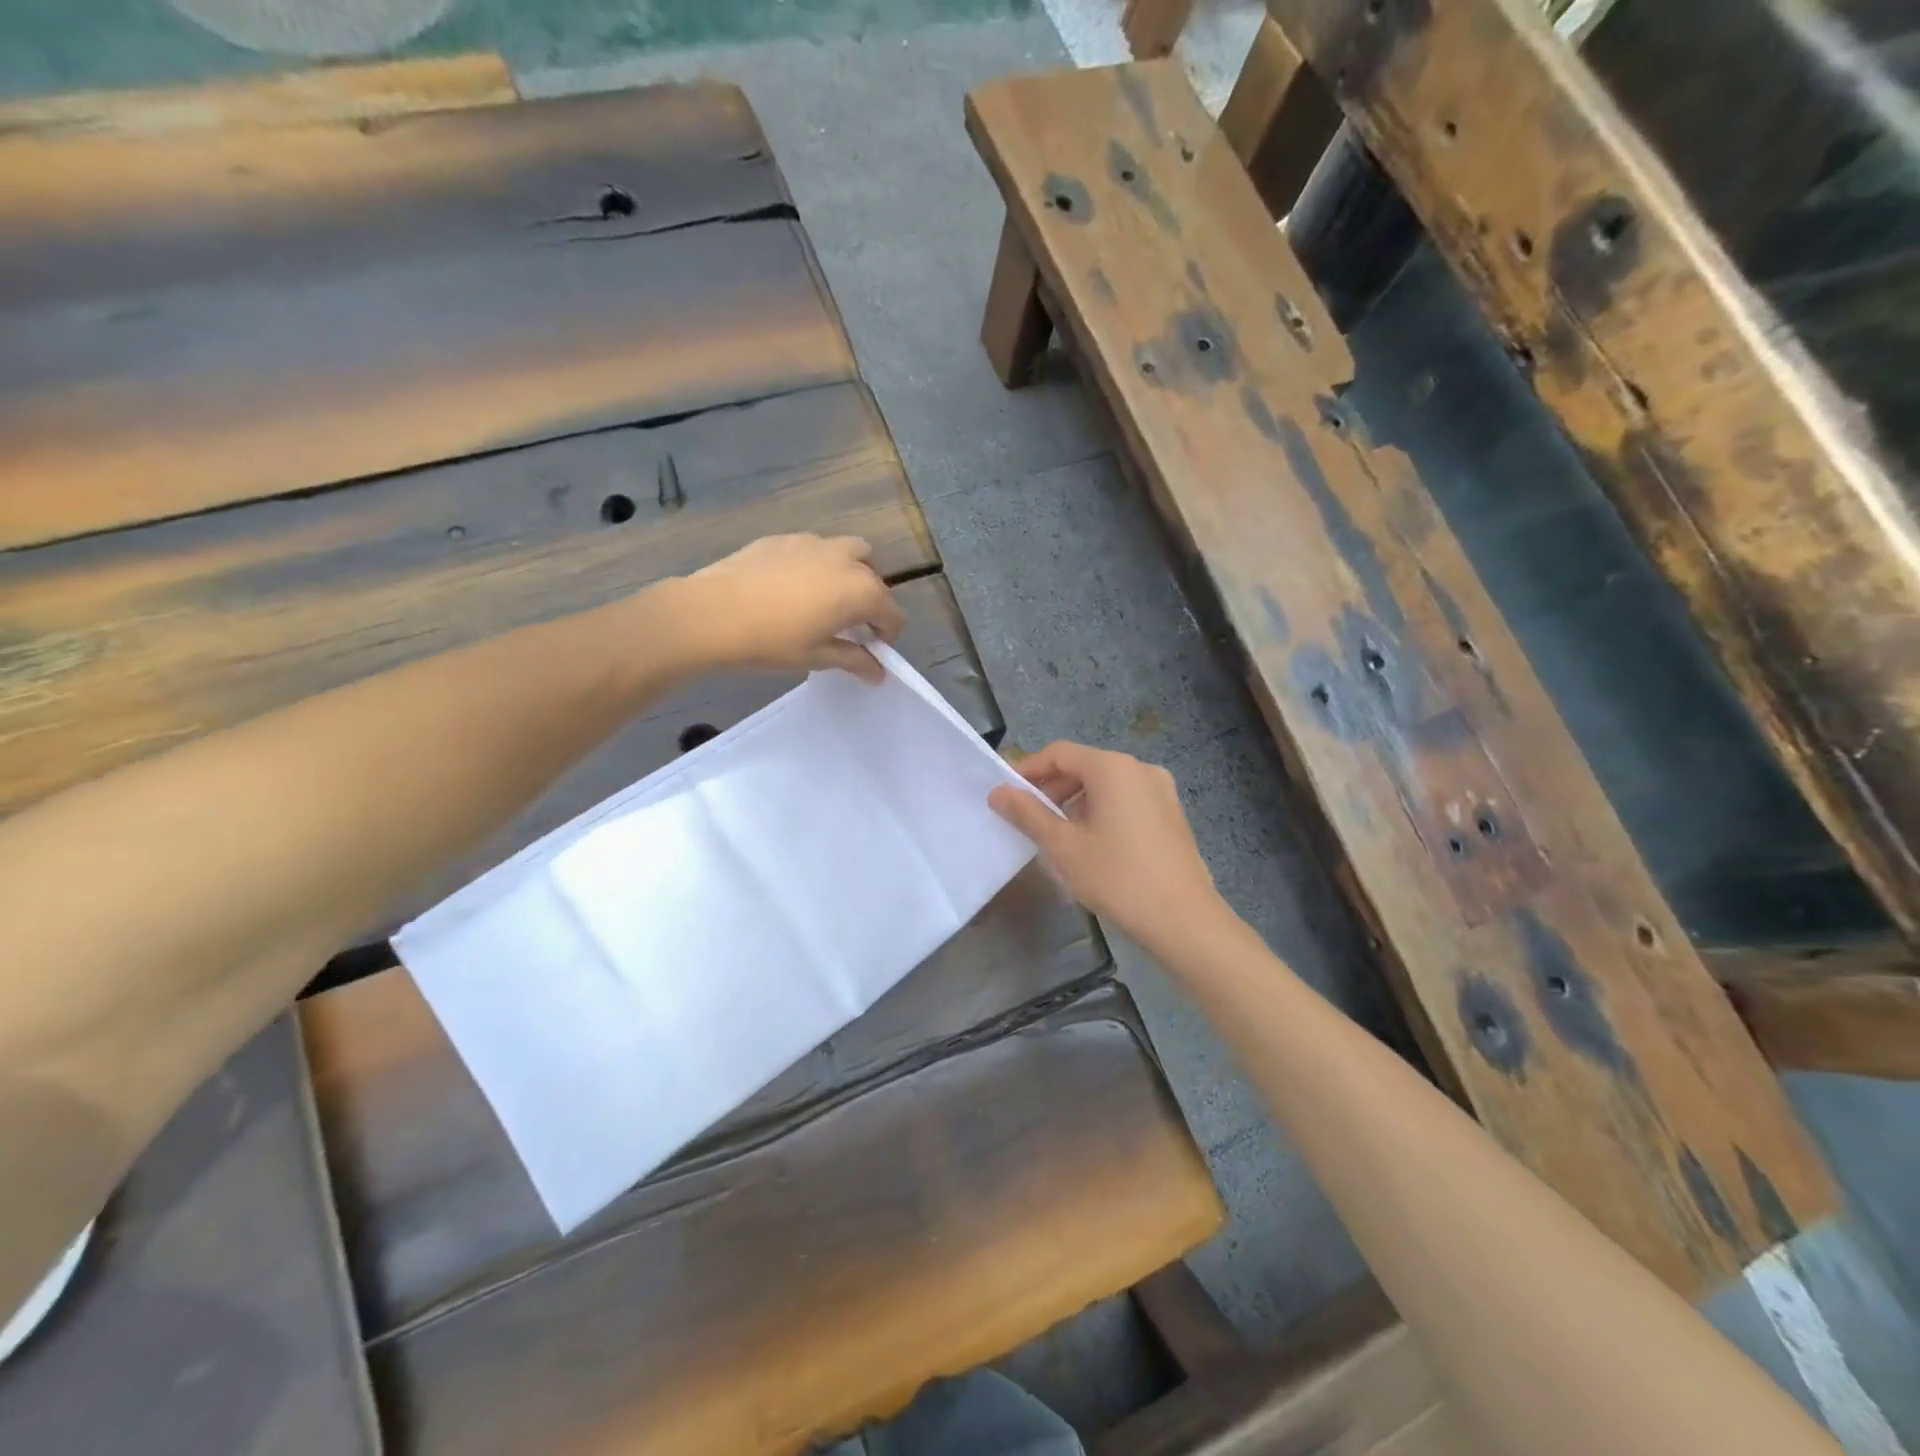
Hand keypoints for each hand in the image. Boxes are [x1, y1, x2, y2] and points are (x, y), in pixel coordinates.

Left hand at [673, 535, 905, 682]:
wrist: (712, 613)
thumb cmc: (771, 641)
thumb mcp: (817, 656)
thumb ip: (854, 660)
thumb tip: (878, 672)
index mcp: (861, 592)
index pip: (893, 613)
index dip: (888, 634)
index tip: (872, 649)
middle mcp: (846, 560)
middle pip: (875, 579)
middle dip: (871, 602)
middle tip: (849, 625)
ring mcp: (815, 543)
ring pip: (850, 552)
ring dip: (851, 573)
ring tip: (827, 597)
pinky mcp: (786, 538)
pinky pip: (816, 548)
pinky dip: (818, 564)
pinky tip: (792, 587)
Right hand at [988, 741, 1225, 960]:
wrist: (1183, 920)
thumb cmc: (1117, 877)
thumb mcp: (1063, 846)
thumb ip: (1028, 814)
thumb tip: (998, 792)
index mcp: (1113, 768)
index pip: (1059, 753)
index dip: (1028, 770)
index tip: (1006, 795)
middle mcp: (1140, 769)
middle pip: (1084, 766)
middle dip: (1052, 788)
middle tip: (1027, 818)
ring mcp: (1161, 791)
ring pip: (1105, 785)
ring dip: (1075, 802)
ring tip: (1056, 835)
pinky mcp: (1171, 814)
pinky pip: (1126, 800)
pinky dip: (1101, 811)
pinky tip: (1091, 844)